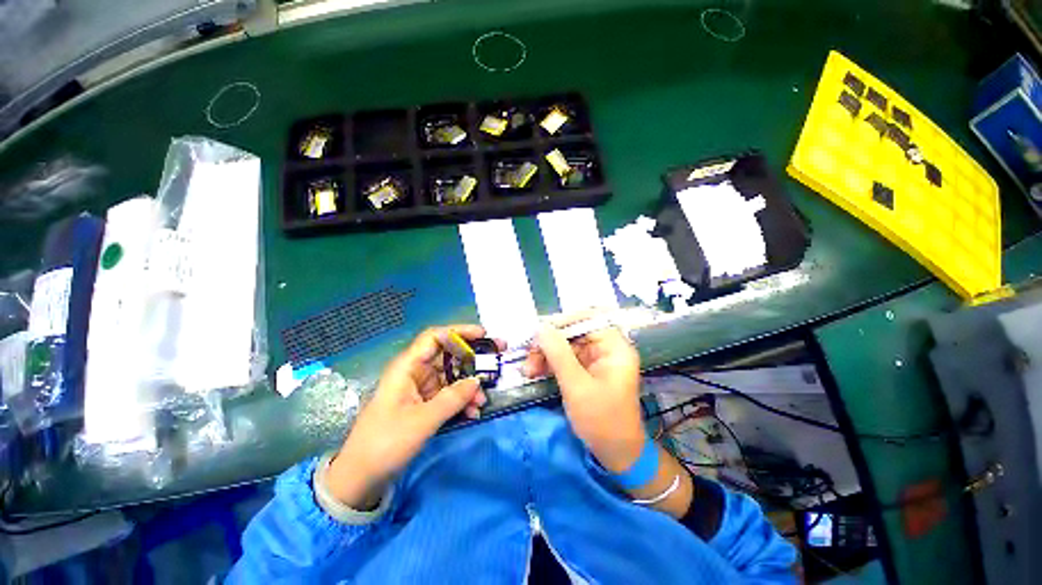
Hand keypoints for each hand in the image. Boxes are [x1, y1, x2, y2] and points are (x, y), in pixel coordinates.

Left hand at [326, 325, 489, 508]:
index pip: (435, 337)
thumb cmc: (385, 442)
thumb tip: (477, 381)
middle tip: (496, 361)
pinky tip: (473, 413)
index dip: (459, 332)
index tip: (483, 335)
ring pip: (451, 378)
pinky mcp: (424, 404)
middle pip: (448, 356)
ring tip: (483, 401)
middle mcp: (415, 373)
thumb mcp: (422, 420)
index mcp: (408, 367)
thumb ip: (452, 398)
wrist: (361, 477)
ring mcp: (420, 389)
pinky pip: (448, 395)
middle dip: (472, 360)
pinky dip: (461, 401)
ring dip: (469, 387)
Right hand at [523, 312, 643, 472]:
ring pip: (566, 346)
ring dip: (546, 354)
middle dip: (549, 343)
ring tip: (528, 369)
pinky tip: (535, 372)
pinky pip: (566, 360)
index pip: (589, 319)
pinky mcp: (587, 371)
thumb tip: (541, 327)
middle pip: (574, 333)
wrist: (616, 455)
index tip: (539, 331)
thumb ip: (558, 354)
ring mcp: (597, 360)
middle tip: (529, 356)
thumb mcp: (576, 387)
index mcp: (615, 348)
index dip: (563, 322)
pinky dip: (550, 364)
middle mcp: (607, 349)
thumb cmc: (602, 421)